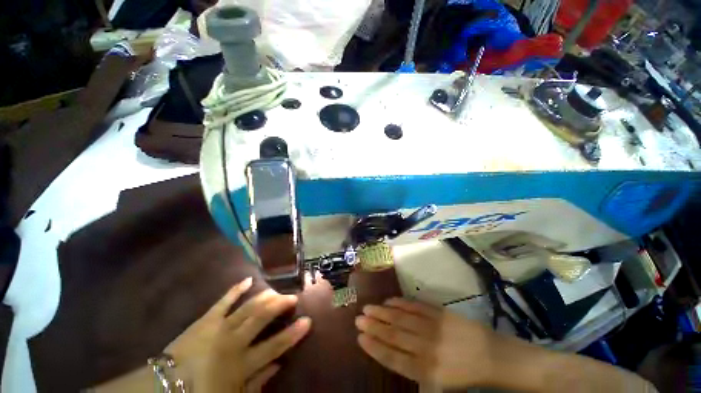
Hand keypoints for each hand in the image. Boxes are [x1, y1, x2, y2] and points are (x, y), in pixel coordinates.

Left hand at [167, 278, 311, 391]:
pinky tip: (248, 280)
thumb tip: (278, 364)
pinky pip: (224, 301)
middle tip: (293, 297)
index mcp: (241, 363)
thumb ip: (257, 382)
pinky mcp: (206, 319)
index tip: (308, 320)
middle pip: (262, 318)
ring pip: (248, 307)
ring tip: (277, 291)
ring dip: (265, 297)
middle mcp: (233, 341)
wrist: (164, 386)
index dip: (293, 333)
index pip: (274, 346)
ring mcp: (219, 327)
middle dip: (280, 306)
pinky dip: (236, 289)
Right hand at [355, 297, 495, 388]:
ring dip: (382, 312)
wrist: (488, 355)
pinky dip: (400, 302)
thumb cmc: (460, 373)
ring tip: (368, 308)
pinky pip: (415, 306)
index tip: (360, 337)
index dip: (374, 347)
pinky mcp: (438, 312)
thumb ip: (412, 367)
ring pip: (401, 318)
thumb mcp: (436, 382)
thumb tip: (388, 350)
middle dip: (373, 326)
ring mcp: (432, 327)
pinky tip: (389, 300)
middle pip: (393, 335)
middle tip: (358, 318)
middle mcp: (426, 348)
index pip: (392, 357)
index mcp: (425, 371)